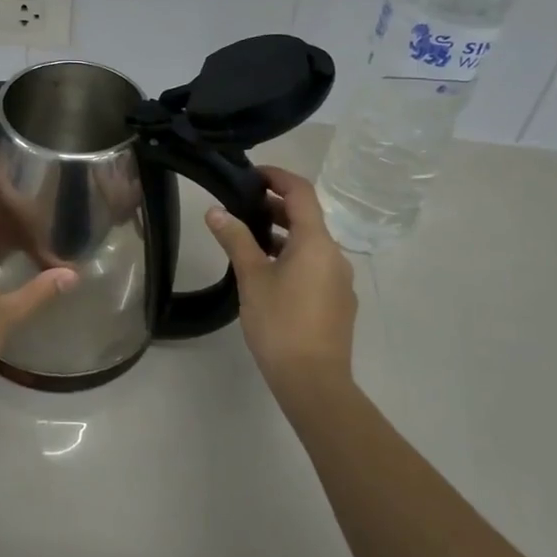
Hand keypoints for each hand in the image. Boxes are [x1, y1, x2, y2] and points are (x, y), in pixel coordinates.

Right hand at [205, 167, 356, 397]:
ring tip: (250, 240)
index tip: (252, 174)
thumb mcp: (252, 277)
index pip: (301, 192)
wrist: (314, 382)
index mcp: (316, 242)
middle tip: (242, 206)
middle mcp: (335, 255)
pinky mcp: (339, 303)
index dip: (278, 176)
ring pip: (311, 244)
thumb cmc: (280, 323)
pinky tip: (269, 275)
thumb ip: (236, 239)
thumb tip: (216, 211)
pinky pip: (316, 266)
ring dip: (283, 234)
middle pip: (307, 217)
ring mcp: (340, 280)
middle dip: (276, 206)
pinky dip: (293, 257)